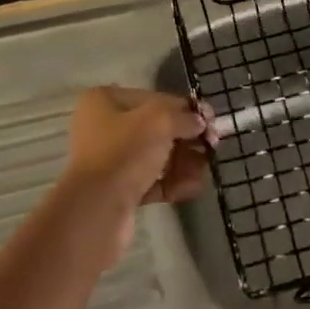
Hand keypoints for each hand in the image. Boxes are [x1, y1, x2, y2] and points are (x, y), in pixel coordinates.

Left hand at [60, 87, 209, 260]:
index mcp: (106, 101)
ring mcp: (110, 161)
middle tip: (212, 147)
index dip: (187, 109)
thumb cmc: (126, 151)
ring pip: (157, 157)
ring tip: (204, 170)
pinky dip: (173, 183)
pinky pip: (151, 181)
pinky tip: (193, 187)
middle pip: (157, 129)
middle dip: (187, 139)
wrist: (97, 209)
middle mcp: (104, 128)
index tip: (212, 122)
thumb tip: (199, 122)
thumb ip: (185, 117)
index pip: (156, 99)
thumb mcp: (161, 121)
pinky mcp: (117, 191)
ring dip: (184, 162)